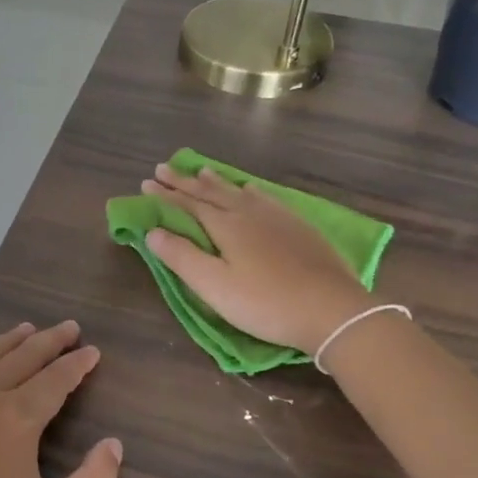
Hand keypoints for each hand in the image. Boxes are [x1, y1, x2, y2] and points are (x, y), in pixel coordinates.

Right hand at [142, 161, 374, 354]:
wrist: (332, 309)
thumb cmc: (265, 302)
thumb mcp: (214, 286)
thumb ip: (181, 257)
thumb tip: (152, 231)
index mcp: (225, 225)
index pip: (187, 204)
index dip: (165, 195)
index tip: (146, 183)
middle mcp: (248, 212)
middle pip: (210, 192)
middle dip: (185, 181)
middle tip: (164, 168)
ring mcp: (276, 217)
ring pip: (238, 191)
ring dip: (216, 181)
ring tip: (201, 171)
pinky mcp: (298, 226)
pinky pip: (265, 197)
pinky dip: (249, 190)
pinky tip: (251, 189)